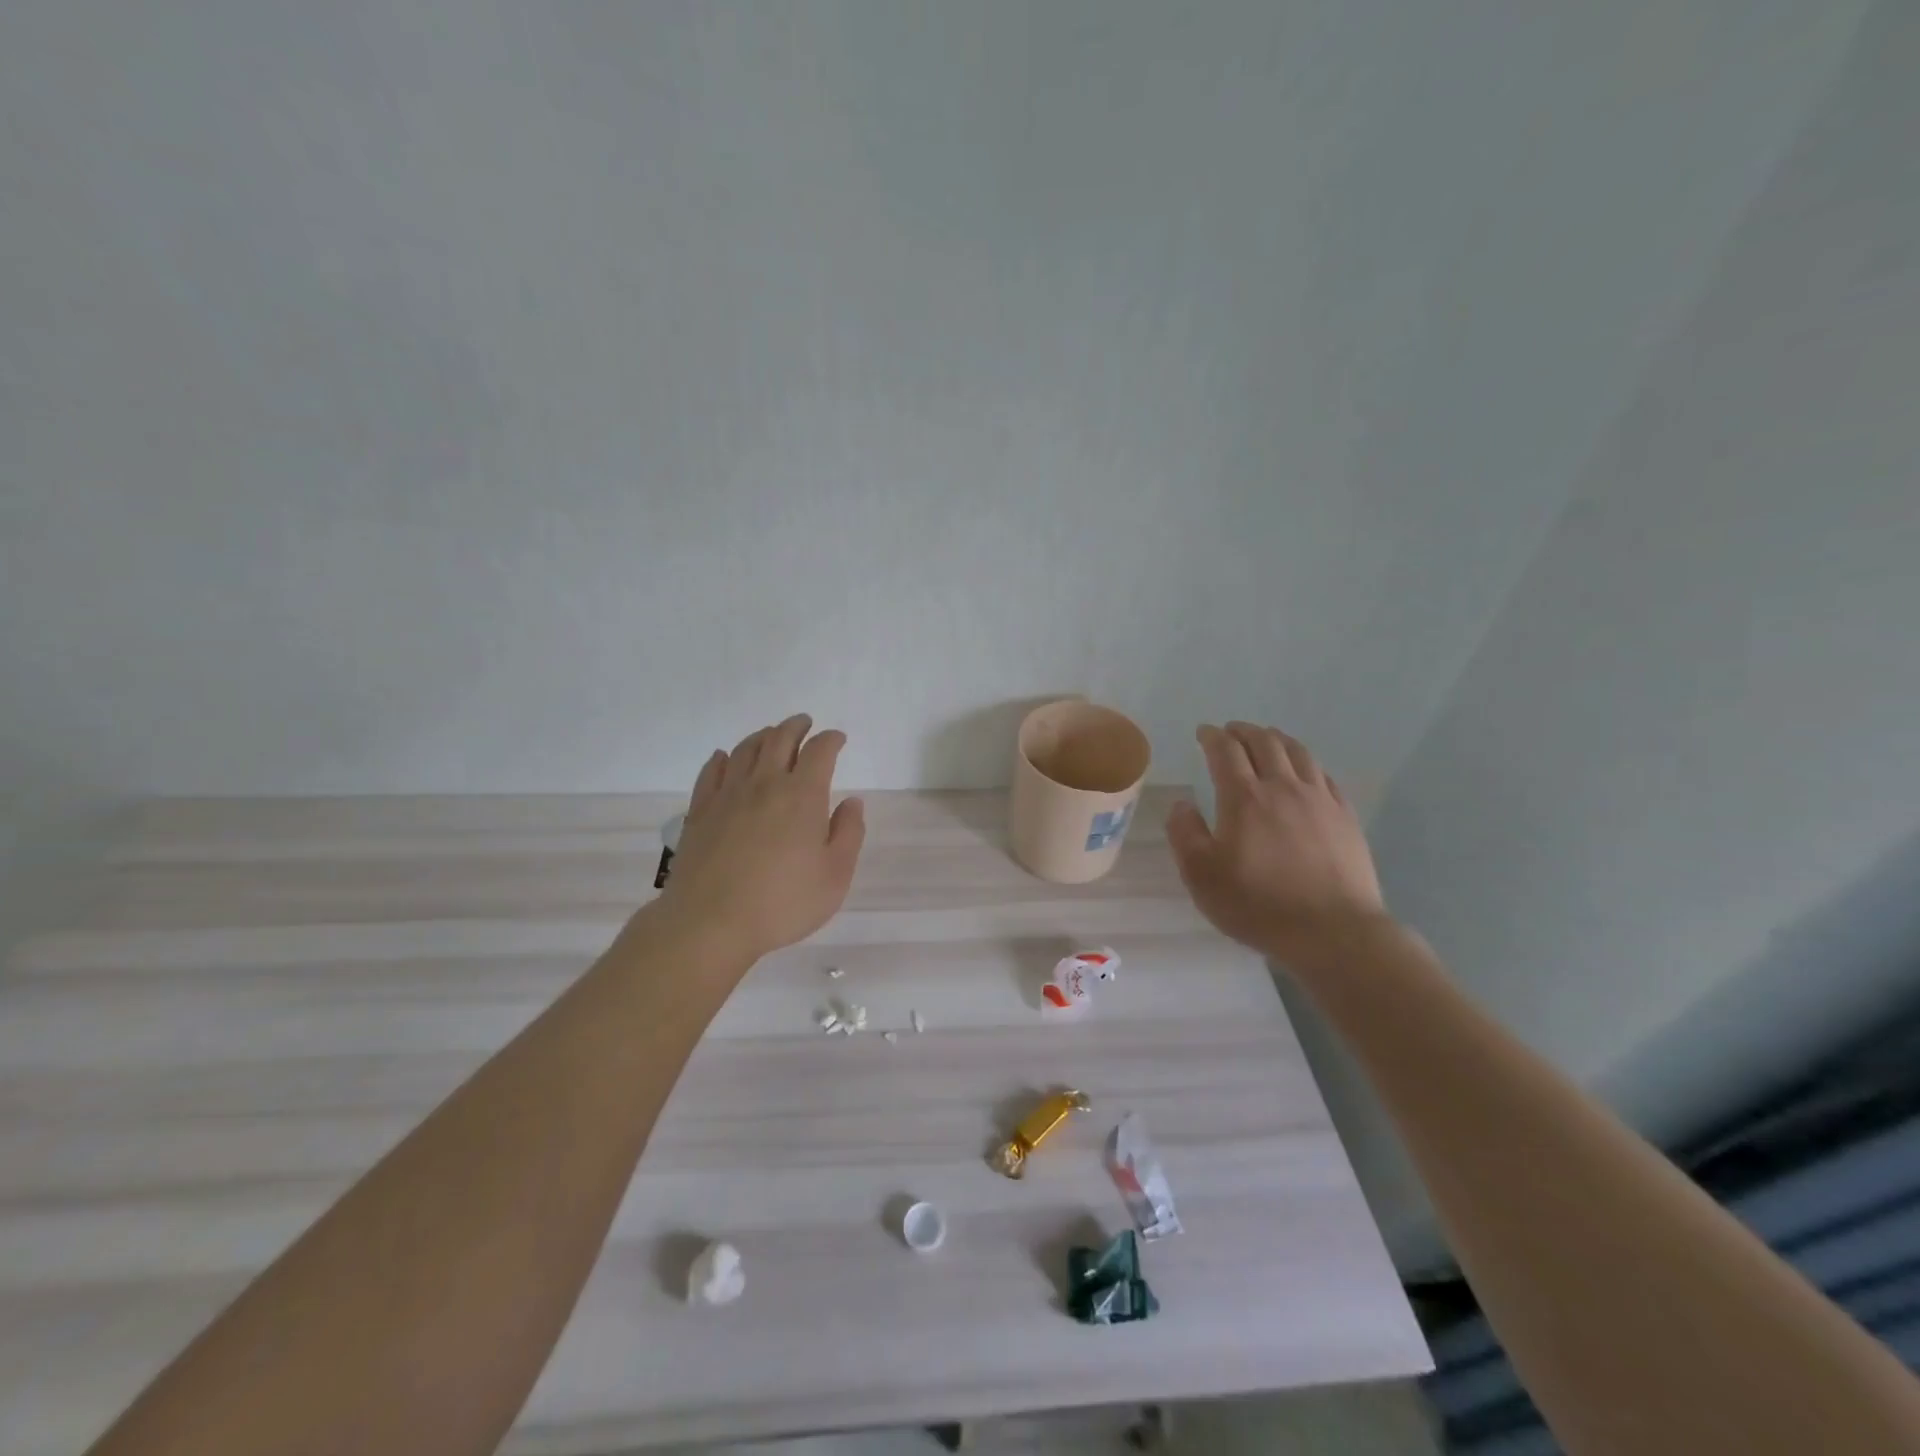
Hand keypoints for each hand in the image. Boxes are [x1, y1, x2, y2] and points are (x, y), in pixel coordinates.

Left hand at [651, 713, 865, 965]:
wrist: (710, 923)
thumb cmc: (782, 903)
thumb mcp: (835, 876)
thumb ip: (848, 833)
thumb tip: (852, 802)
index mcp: (802, 795)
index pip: (819, 751)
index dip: (831, 740)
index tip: (838, 739)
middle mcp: (764, 784)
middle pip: (780, 739)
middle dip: (796, 727)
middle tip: (805, 724)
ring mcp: (727, 795)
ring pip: (745, 749)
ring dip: (763, 736)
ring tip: (771, 735)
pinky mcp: (700, 811)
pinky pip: (711, 772)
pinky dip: (722, 758)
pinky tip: (724, 758)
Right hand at [1167, 722, 1387, 974]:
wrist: (1332, 931)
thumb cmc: (1257, 904)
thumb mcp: (1201, 875)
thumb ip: (1184, 834)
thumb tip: (1182, 804)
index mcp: (1244, 798)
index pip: (1225, 751)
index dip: (1212, 736)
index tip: (1203, 732)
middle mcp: (1282, 787)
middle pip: (1264, 742)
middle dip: (1243, 731)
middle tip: (1231, 731)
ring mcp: (1319, 800)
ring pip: (1298, 753)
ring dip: (1277, 739)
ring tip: (1267, 739)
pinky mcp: (1345, 817)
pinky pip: (1324, 776)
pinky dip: (1306, 763)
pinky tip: (1303, 771)